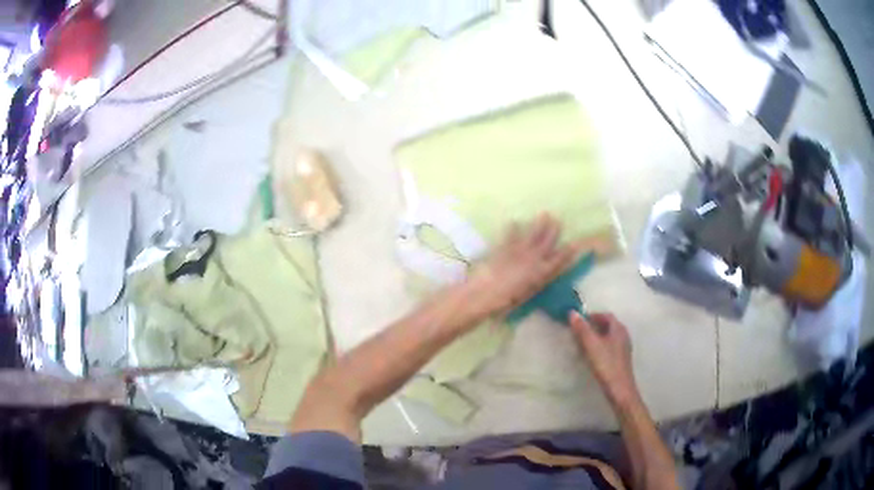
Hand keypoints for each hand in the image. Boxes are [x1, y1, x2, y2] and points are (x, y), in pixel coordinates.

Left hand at [466, 214, 581, 317]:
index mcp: (541, 273)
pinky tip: (514, 221)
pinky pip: (511, 235)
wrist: (486, 292)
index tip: (574, 244)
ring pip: (533, 234)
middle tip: (558, 220)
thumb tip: (543, 274)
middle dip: (554, 231)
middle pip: (547, 242)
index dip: (567, 252)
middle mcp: (534, 259)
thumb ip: (537, 282)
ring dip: (539, 224)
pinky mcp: (505, 247)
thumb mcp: (528, 294)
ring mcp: (519, 251)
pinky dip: (513, 228)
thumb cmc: (507, 300)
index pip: (558, 260)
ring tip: (545, 214)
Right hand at [569, 311, 639, 407]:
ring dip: (597, 336)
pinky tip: (592, 355)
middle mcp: (623, 335)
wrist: (619, 389)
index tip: (579, 320)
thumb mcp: (591, 345)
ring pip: (609, 336)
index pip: (606, 315)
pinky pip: (610, 346)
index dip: (592, 316)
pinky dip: (600, 346)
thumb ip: (582, 329)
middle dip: (594, 325)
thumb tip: (572, 312)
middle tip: (579, 331)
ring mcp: (623, 348)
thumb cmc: (606, 365)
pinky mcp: (621, 359)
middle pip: (608, 325)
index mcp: (618, 329)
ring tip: (583, 343)